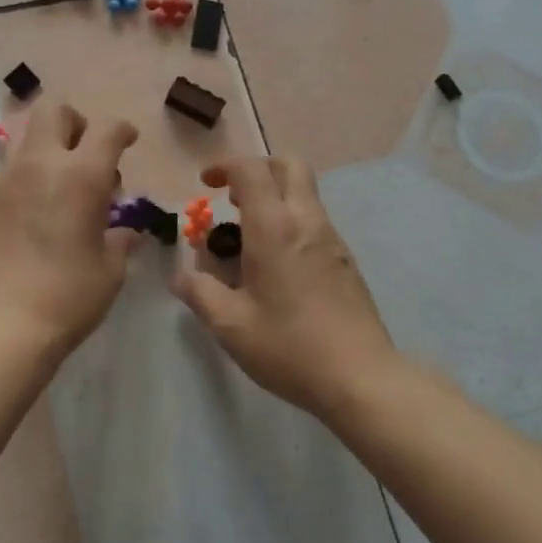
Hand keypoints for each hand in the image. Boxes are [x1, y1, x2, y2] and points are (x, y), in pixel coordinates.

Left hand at [0, 102, 138, 357]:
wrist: (5, 324)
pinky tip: (42, 208)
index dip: (123, 130)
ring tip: (65, 182)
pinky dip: (32, 173)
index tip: (129, 140)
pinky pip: (13, 167)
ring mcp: (9, 180)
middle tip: (90, 156)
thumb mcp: (110, 268)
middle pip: (55, 111)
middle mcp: (42, 165)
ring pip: (27, 134)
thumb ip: (120, 239)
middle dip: (77, 123)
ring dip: (50, 145)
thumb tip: (126, 230)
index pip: (107, 130)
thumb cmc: (70, 295)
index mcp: (81, 176)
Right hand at [170, 156, 399, 420]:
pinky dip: (291, 222)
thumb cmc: (289, 347)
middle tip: (233, 199)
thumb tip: (181, 276)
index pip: (251, 170)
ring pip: (305, 193)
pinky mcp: (346, 260)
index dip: (225, 166)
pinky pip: (315, 221)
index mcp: (274, 228)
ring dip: (275, 197)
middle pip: (289, 165)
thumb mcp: (230, 325)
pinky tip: (277, 266)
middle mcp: (307, 221)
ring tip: (248, 239)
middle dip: (258, 169)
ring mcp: (332, 239)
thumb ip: (199, 293)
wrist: (360, 377)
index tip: (206, 183)